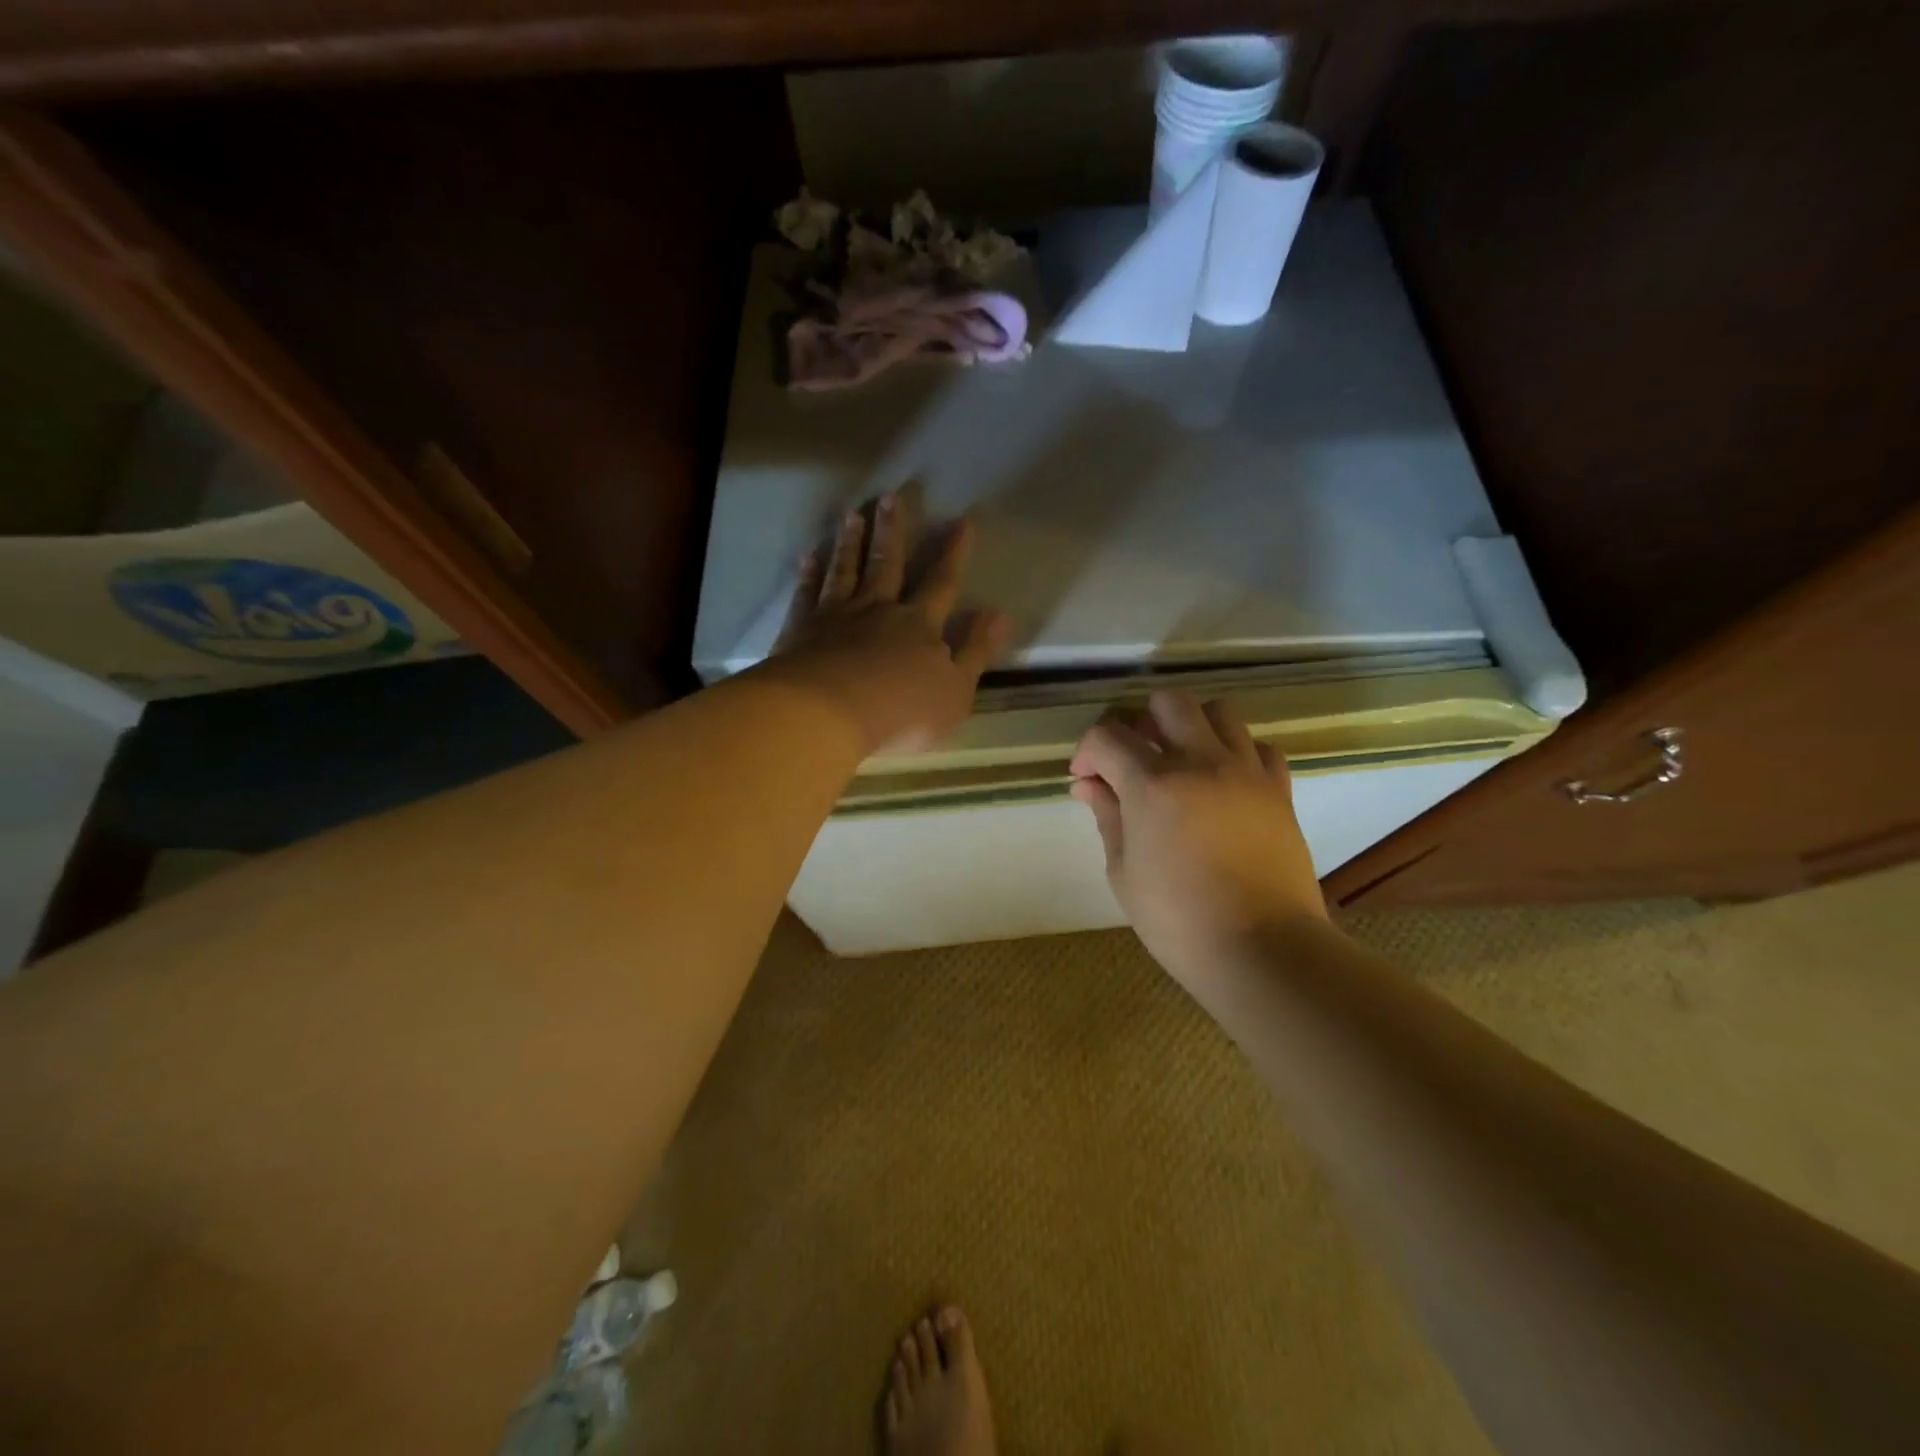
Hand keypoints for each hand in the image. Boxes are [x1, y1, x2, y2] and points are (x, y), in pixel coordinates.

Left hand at [769, 494, 1010, 754]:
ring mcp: (835, 616)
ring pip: (846, 571)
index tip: (961, 521)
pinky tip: (809, 556)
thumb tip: (1000, 614)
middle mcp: (878, 610)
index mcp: (919, 625)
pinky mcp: (801, 630)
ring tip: (852, 515)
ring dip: (850, 543)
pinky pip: (807, 594)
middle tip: (889, 496)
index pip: (941, 582)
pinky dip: (809, 574)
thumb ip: (976, 651)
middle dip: (892, 531)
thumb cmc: (901, 711)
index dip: (952, 553)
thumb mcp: (955, 691)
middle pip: (886, 564)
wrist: (828, 714)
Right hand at [1070, 692, 1326, 990]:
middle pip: (1168, 703)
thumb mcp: (1124, 872)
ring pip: (1218, 712)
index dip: (1087, 752)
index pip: (1108, 737)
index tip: (1085, 779)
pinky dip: (1236, 752)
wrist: (1263, 950)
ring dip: (1191, 727)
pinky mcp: (1279, 790)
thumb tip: (1090, 786)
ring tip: (1181, 762)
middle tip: (1133, 759)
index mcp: (1152, 784)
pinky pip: (1259, 747)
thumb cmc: (1179, 920)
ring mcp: (1245, 772)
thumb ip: (1108, 817)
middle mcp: (1200, 762)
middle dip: (1141, 723)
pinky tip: (1223, 782)